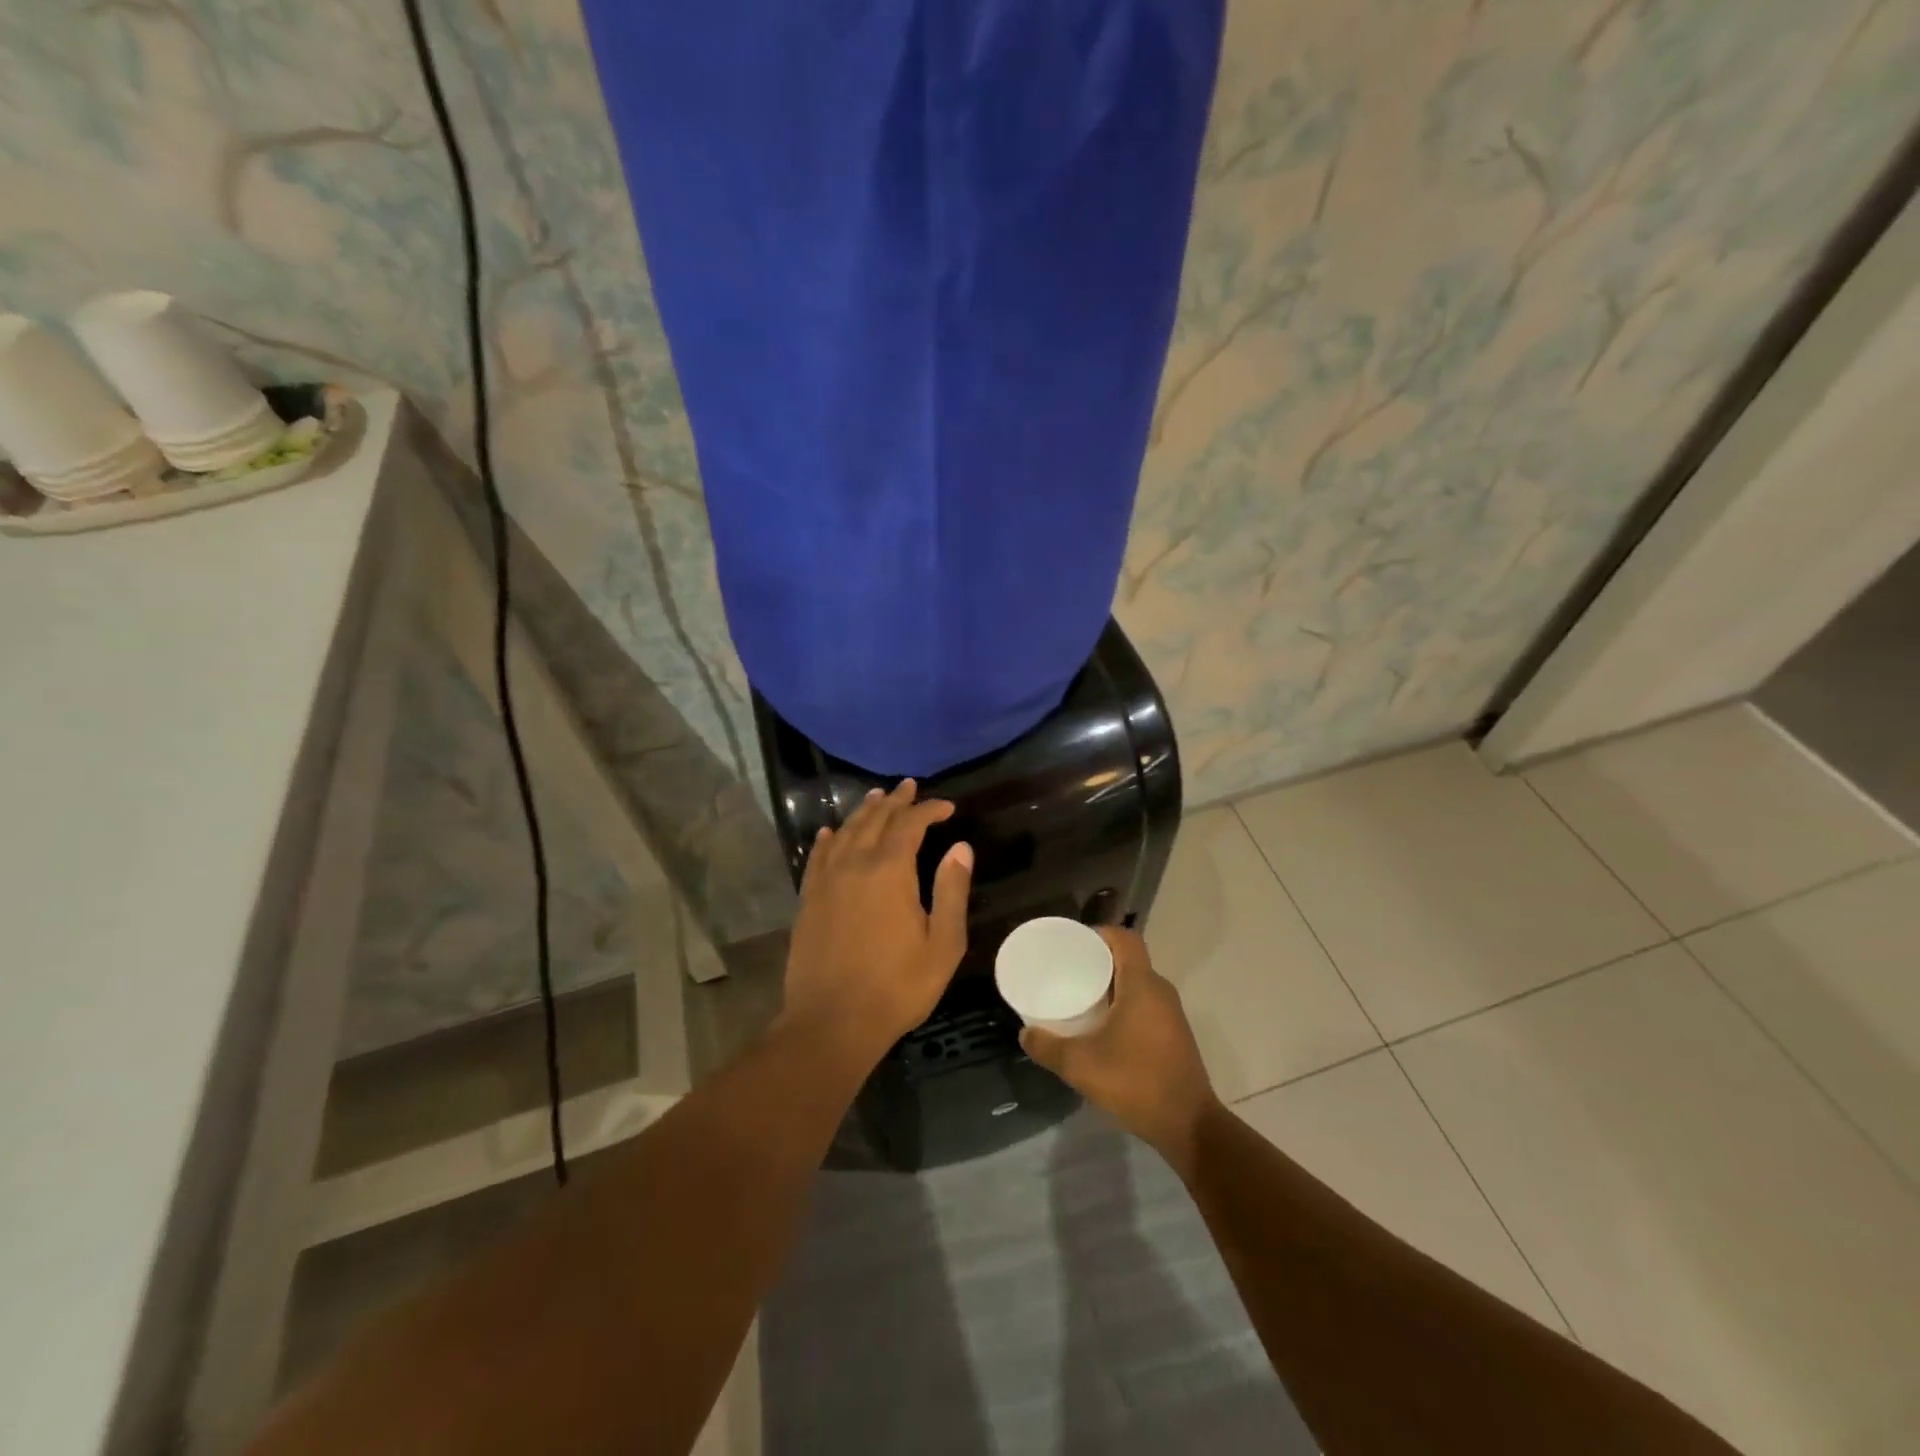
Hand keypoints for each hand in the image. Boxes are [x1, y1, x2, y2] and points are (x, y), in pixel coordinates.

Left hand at [781, 779, 972, 1064]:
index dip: (929, 809)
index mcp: (890, 872)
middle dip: (896, 801)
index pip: (910, 824)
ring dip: (864, 812)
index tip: (947, 807)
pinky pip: (818, 857)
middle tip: (910, 787)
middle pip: (876, 820)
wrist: (831, 1022)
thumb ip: (952, 892)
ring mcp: (827, 881)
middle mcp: (855, 865)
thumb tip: (961, 848)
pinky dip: (828, 839)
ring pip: (846, 832)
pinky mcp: (808, 900)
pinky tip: (830, 833)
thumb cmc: (896, 987)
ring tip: (876, 798)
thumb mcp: (942, 945)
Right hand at [1019, 927, 1219, 1176]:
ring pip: (1137, 984)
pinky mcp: (1173, 1035)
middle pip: (1128, 959)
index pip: (1125, 938)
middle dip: (1097, 961)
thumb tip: (1025, 1034)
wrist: (1190, 1126)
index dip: (1099, 933)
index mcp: (1142, 985)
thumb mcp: (1081, 1066)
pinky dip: (1122, 1005)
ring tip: (1079, 998)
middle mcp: (1160, 991)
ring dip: (1110, 986)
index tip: (1072, 944)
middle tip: (1067, 972)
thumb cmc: (1136, 1083)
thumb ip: (1048, 1047)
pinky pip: (1144, 1004)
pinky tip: (1102, 1028)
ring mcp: (1171, 1014)